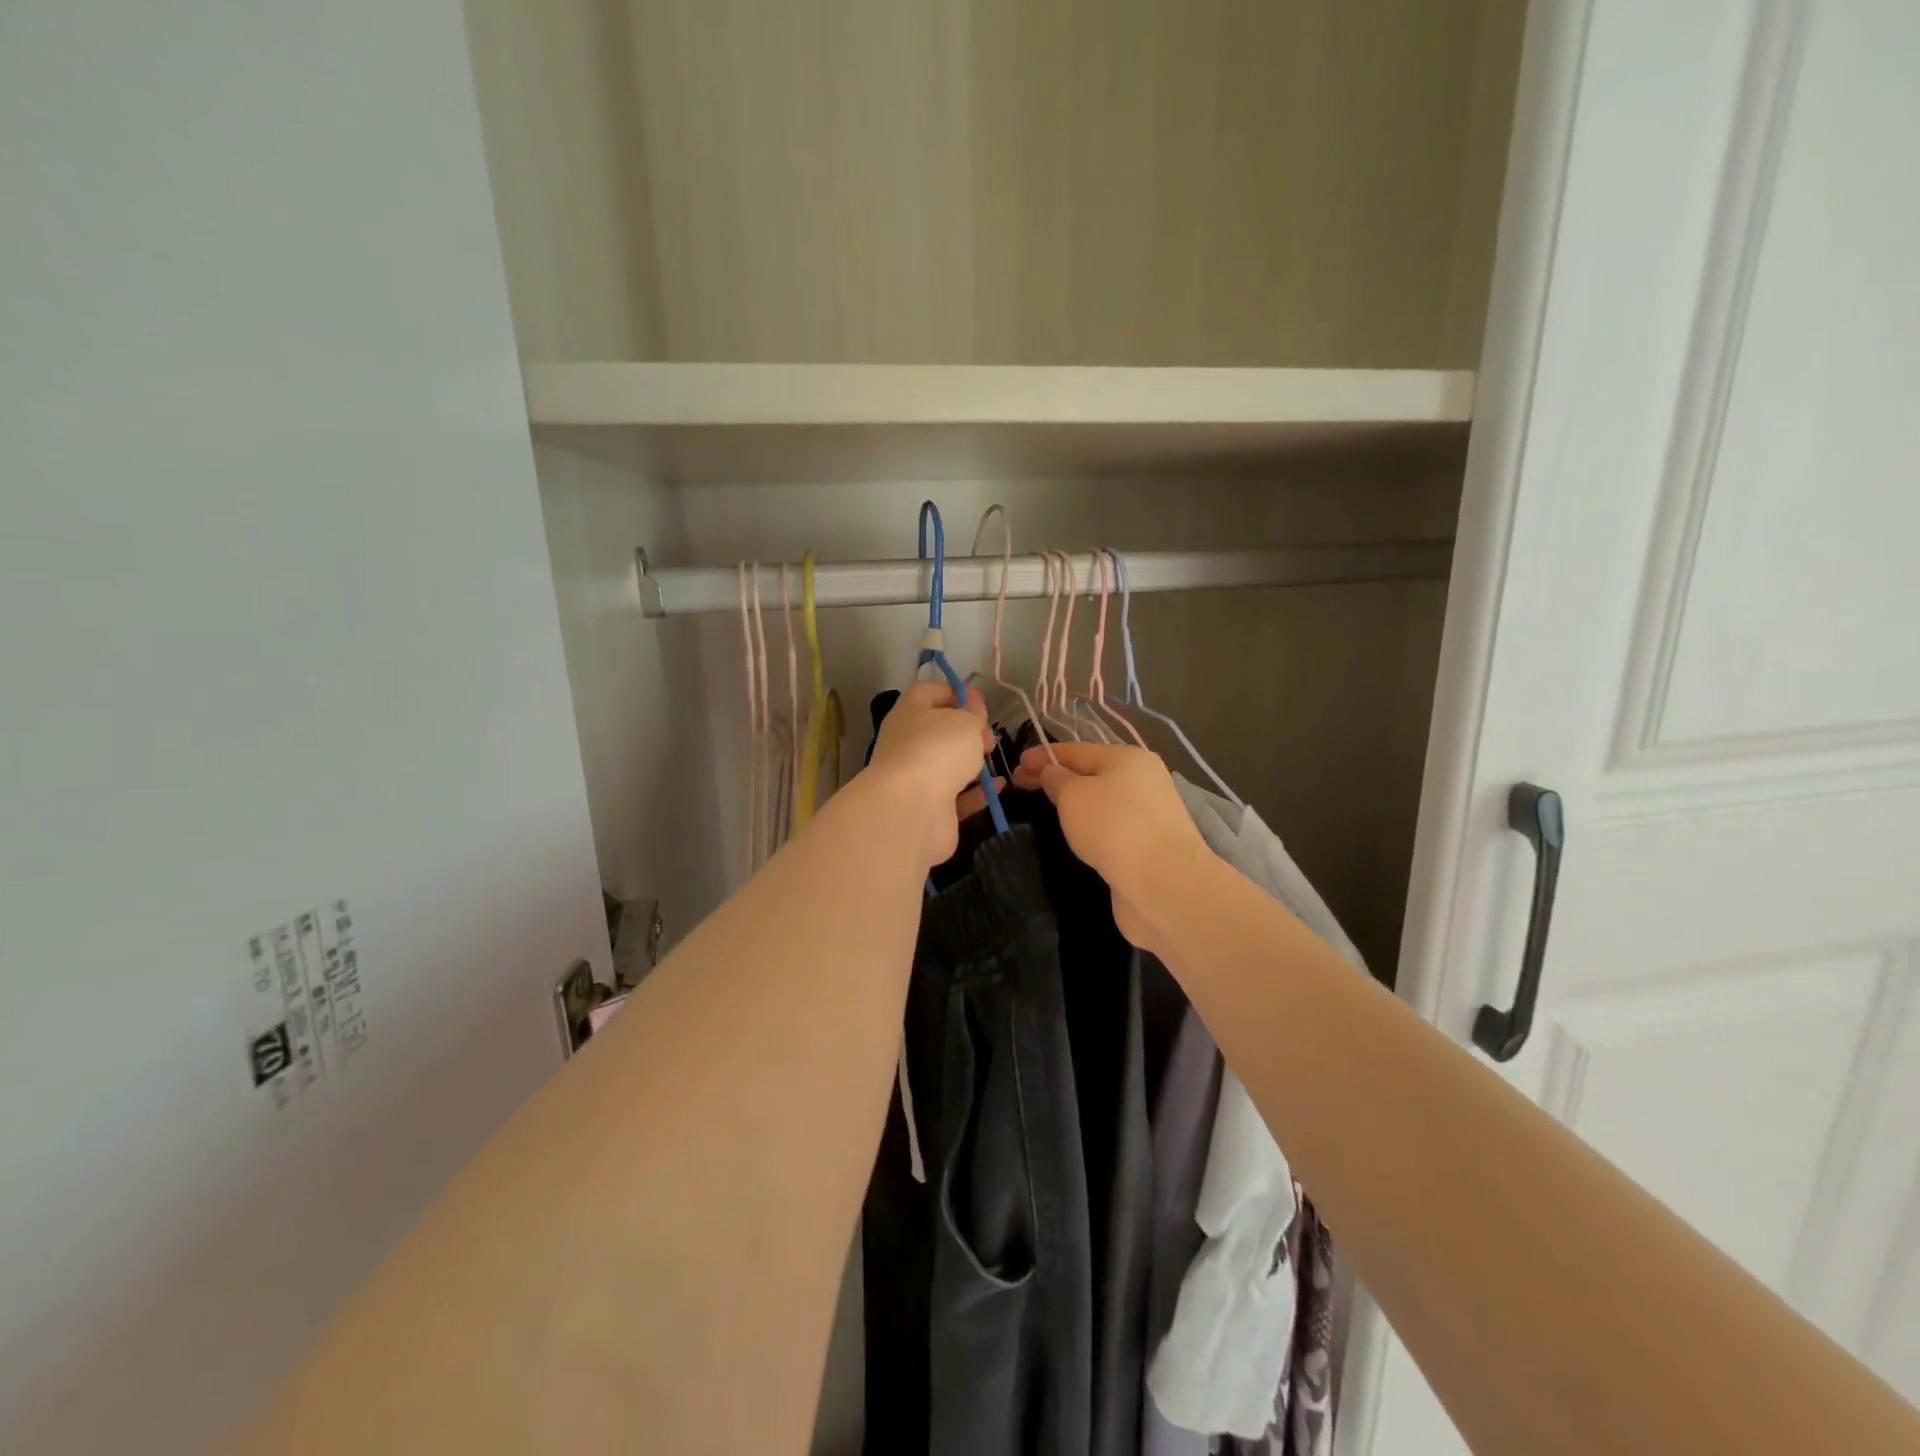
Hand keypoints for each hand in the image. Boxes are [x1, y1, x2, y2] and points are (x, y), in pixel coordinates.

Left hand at [867, 680, 998, 867]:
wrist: (911, 809)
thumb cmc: (938, 750)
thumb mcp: (965, 721)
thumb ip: (973, 713)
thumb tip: (971, 709)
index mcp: (909, 713)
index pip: (927, 692)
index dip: (954, 692)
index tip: (980, 701)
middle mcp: (906, 743)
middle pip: (938, 730)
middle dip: (966, 731)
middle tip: (988, 736)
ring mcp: (914, 777)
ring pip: (945, 764)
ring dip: (970, 761)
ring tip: (994, 758)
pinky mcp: (927, 807)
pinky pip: (955, 795)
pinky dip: (976, 792)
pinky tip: (998, 787)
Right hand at [1012, 742, 1211, 951]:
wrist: (1162, 883)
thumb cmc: (1112, 826)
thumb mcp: (1072, 795)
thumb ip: (1056, 778)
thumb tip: (1052, 772)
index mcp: (1127, 758)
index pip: (1075, 750)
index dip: (1043, 755)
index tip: (1016, 764)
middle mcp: (1142, 780)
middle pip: (1091, 773)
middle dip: (1056, 778)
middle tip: (1021, 787)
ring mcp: (1149, 813)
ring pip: (1102, 801)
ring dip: (1075, 803)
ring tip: (1046, 811)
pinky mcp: (1149, 844)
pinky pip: (1111, 826)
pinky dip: (1090, 826)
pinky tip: (1076, 835)